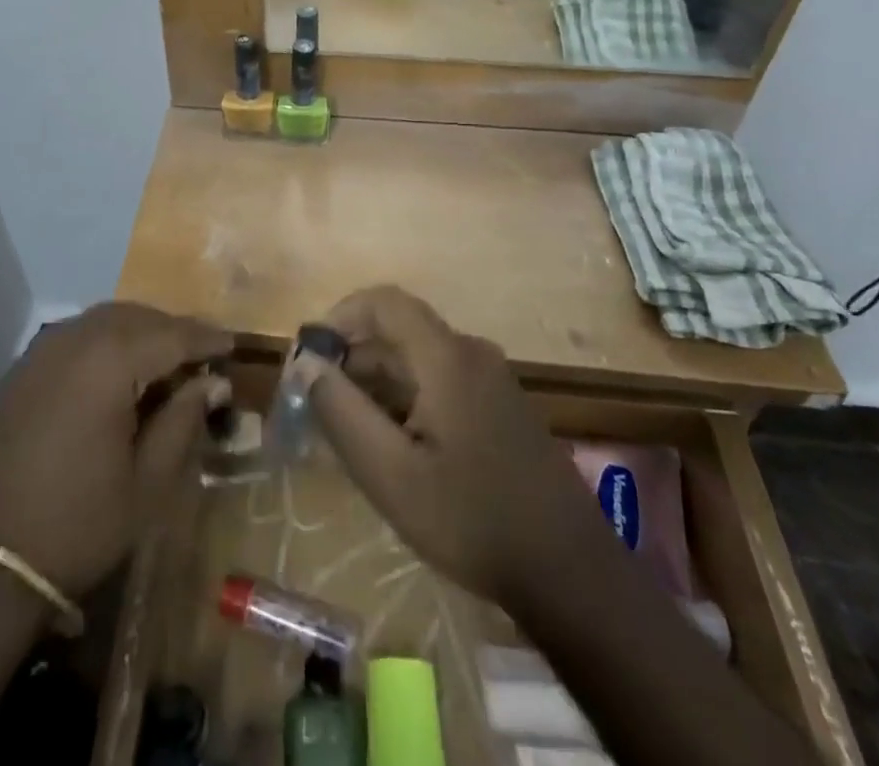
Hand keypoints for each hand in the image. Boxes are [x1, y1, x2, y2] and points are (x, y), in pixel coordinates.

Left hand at [0, 302, 231, 598]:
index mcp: (111, 358)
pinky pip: (78, 337)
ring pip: (106, 321)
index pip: (174, 333)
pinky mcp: (21, 368)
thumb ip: (182, 422)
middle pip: (138, 317)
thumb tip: (212, 383)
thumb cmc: (74, 524)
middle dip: (174, 330)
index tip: (234, 346)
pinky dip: (108, 344)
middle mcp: (76, 337)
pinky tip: (118, 375)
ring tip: (166, 364)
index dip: (208, 339)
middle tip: (203, 356)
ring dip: (140, 334)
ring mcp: (43, 349)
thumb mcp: (145, 483)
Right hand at [300, 287, 604, 610]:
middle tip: (319, 408)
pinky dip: (406, 401)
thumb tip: (306, 363)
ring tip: (349, 435)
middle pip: (398, 333)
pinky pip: (441, 383)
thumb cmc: (472, 520)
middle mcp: (471, 353)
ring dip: (377, 386)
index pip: (382, 302)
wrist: (572, 575)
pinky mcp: (502, 408)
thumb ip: (341, 411)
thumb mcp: (390, 473)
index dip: (339, 317)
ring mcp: (492, 380)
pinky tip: (394, 449)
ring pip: (418, 362)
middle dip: (352, 361)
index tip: (309, 358)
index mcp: (446, 356)